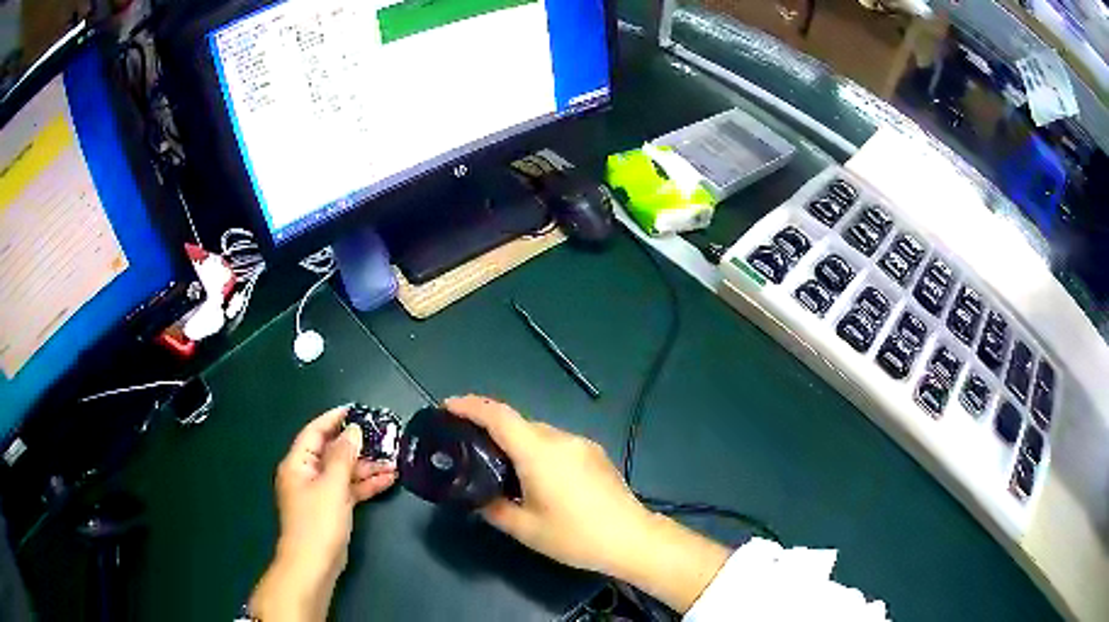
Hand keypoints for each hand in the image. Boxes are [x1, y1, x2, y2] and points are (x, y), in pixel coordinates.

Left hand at [250, 406, 396, 621]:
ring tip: (394, 460)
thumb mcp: (332, 485)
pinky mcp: (331, 509)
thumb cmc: (317, 522)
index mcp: (298, 463)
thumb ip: (343, 456)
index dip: (333, 418)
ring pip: (343, 472)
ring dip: (366, 467)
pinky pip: (349, 490)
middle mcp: (306, 474)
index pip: (315, 432)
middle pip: (332, 452)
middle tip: (383, 436)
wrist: (313, 564)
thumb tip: (353, 430)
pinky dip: (365, 485)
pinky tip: (388, 480)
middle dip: (357, 445)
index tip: (356, 409)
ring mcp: (319, 493)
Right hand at [446, 395, 730, 613]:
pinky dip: (537, 450)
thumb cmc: (576, 536)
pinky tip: (535, 475)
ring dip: (516, 440)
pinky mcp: (594, 454)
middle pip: (518, 423)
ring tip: (500, 465)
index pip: (498, 415)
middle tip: (467, 445)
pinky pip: (556, 443)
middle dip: (490, 427)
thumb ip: (494, 509)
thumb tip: (478, 498)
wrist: (633, 539)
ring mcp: (581, 444)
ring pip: (538, 433)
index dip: (470, 406)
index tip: (447, 406)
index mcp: (539, 452)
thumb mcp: (526, 529)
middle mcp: (560, 439)